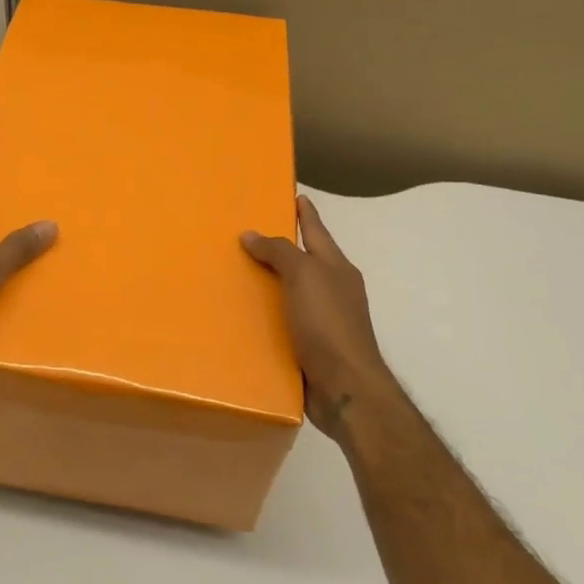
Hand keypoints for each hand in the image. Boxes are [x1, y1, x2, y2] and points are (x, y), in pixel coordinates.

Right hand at [241, 195, 394, 438]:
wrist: (346, 389)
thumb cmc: (328, 324)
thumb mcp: (305, 276)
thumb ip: (279, 252)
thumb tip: (251, 234)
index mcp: (336, 268)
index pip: (317, 230)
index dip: (306, 212)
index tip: (296, 194)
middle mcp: (332, 290)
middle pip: (304, 260)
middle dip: (281, 247)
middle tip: (248, 233)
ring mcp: (323, 321)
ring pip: (292, 292)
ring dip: (269, 283)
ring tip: (237, 273)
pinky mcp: (309, 348)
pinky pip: (283, 322)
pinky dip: (266, 315)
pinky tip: (244, 316)